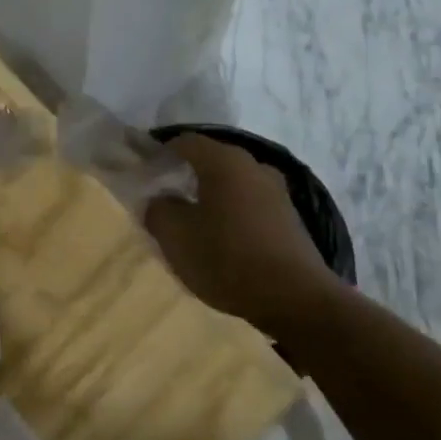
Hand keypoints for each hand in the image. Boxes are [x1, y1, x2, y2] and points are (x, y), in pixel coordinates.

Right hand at [145, 134, 338, 336]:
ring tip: (191, 220)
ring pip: (232, 182)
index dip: (161, 152)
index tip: (144, 173)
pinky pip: (249, 202)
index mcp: (224, 162)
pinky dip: (230, 211)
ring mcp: (276, 190)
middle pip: (211, 159)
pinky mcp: (288, 216)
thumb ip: (158, 209)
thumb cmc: (227, 259)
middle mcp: (254, 166)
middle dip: (185, 174)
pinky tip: (221, 237)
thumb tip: (160, 199)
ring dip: (210, 195)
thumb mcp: (175, 237)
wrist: (295, 298)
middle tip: (163, 198)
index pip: (185, 141)